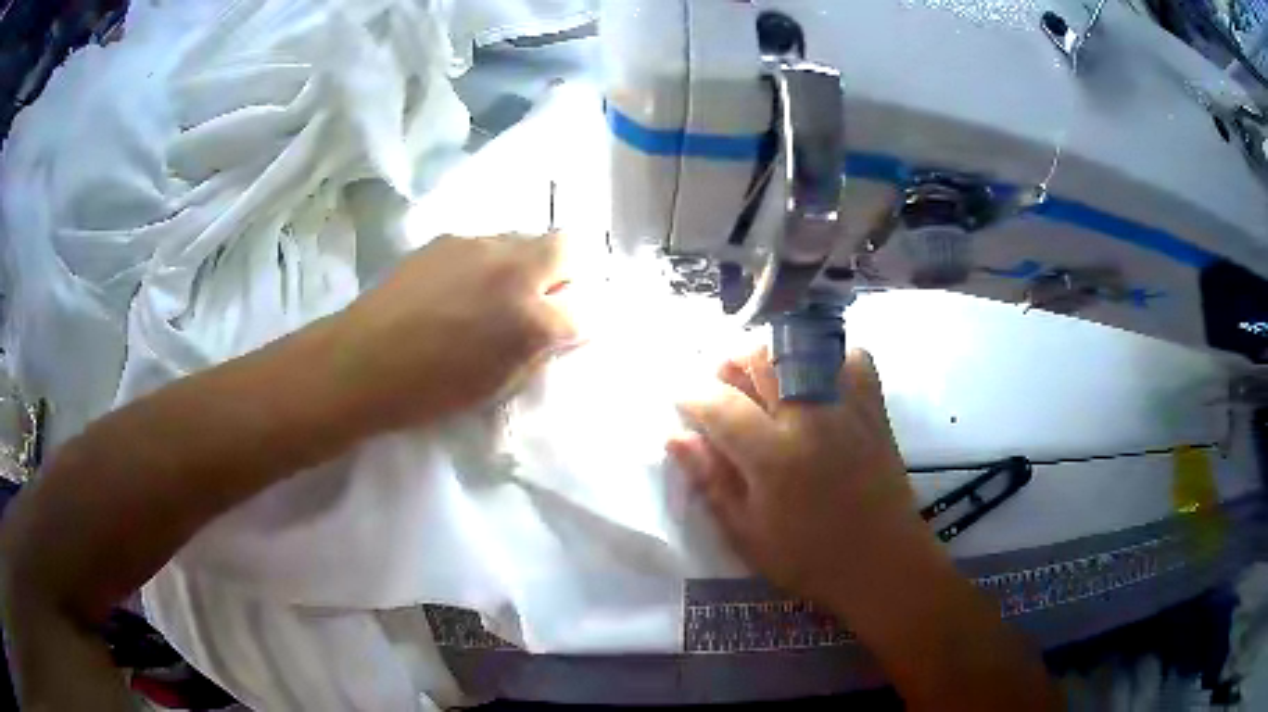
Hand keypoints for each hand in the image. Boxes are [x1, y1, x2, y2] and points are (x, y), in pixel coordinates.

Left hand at [334, 233, 576, 430]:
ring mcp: (478, 246)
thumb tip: (555, 333)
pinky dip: (489, 260)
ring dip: (525, 262)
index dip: (581, 322)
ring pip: (523, 239)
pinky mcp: (448, 238)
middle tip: (545, 298)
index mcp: (530, 319)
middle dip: (567, 270)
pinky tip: (461, 286)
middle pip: (567, 246)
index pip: (584, 309)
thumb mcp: (496, 384)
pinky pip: (487, 242)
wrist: (363, 361)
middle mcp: (512, 269)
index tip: (568, 332)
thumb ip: (535, 353)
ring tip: (496, 291)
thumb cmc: (430, 390)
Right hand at [669, 347, 926, 608]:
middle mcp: (810, 417)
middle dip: (731, 366)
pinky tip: (817, 385)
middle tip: (727, 395)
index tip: (682, 403)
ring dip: (774, 358)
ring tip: (768, 387)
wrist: (883, 562)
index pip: (719, 403)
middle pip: (762, 357)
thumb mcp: (748, 534)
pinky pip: (852, 357)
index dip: (691, 396)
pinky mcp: (874, 407)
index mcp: (774, 455)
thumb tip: (676, 437)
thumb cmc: (810, 559)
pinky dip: (829, 360)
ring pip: (804, 347)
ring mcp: (847, 406)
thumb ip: (711, 480)